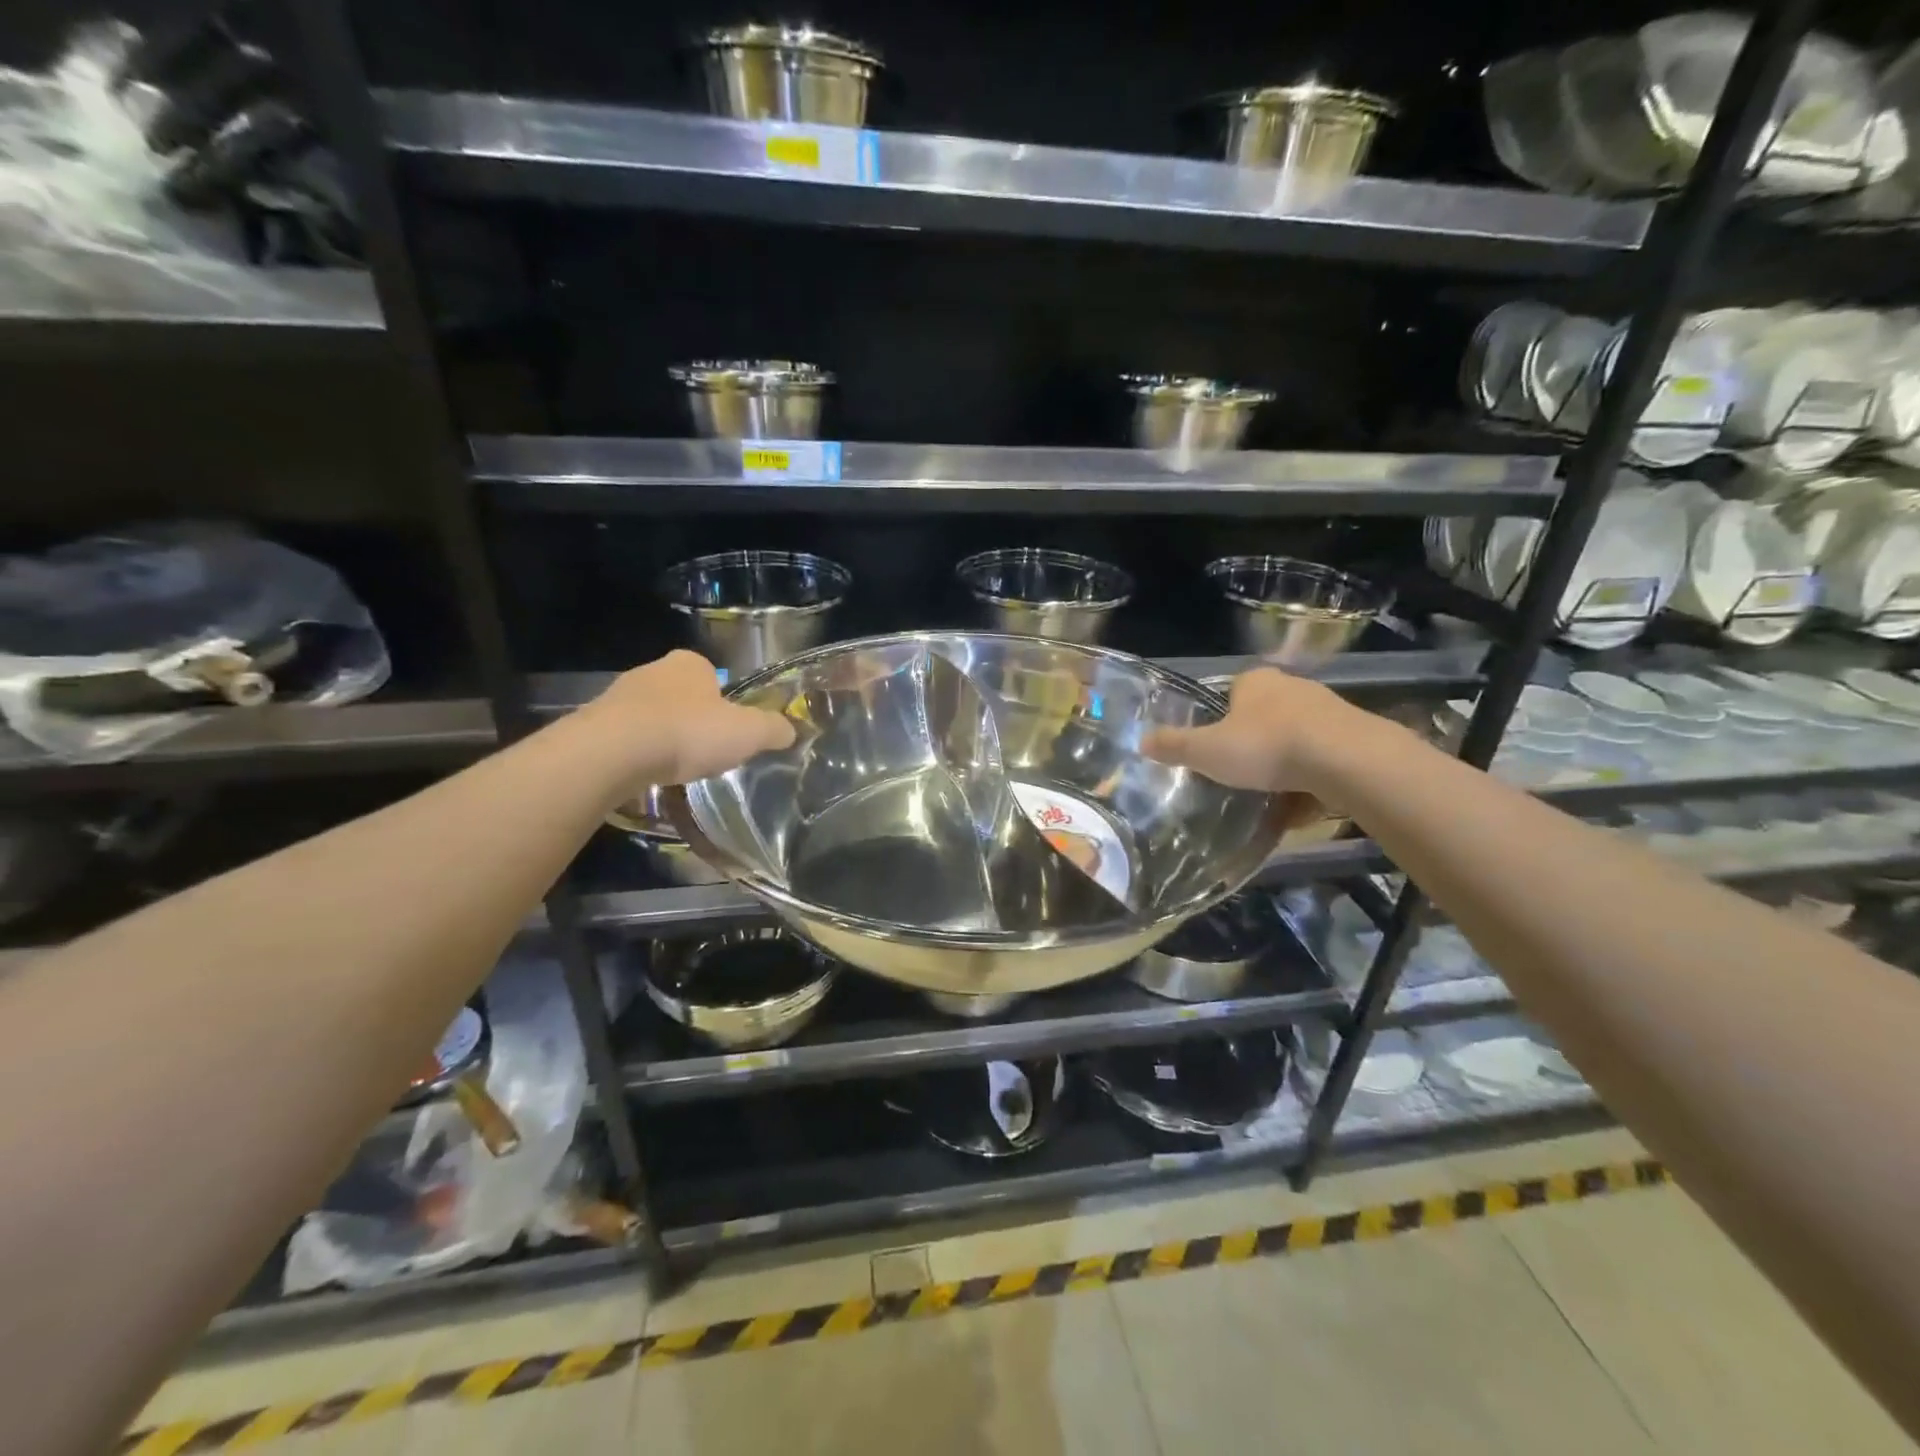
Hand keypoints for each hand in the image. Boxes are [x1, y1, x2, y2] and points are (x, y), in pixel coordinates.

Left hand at [582, 651, 795, 784]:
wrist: (613, 752)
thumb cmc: (689, 732)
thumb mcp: (748, 732)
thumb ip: (773, 729)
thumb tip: (790, 730)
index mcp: (690, 664)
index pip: (712, 675)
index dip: (724, 701)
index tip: (728, 729)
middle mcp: (653, 671)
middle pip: (681, 695)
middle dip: (692, 719)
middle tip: (706, 750)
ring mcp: (618, 697)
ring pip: (651, 716)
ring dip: (662, 737)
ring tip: (675, 768)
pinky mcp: (594, 725)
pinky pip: (626, 739)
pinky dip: (637, 755)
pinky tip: (646, 775)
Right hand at [1142, 667, 1346, 793]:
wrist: (1348, 761)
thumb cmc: (1266, 747)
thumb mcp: (1207, 751)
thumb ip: (1174, 746)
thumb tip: (1141, 741)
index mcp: (1255, 682)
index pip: (1231, 692)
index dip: (1221, 718)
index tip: (1216, 747)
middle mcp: (1293, 687)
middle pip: (1264, 715)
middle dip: (1253, 741)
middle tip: (1239, 772)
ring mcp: (1328, 709)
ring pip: (1296, 737)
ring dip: (1285, 761)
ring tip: (1271, 794)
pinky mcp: (1355, 735)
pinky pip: (1323, 758)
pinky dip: (1311, 778)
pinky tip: (1303, 804)